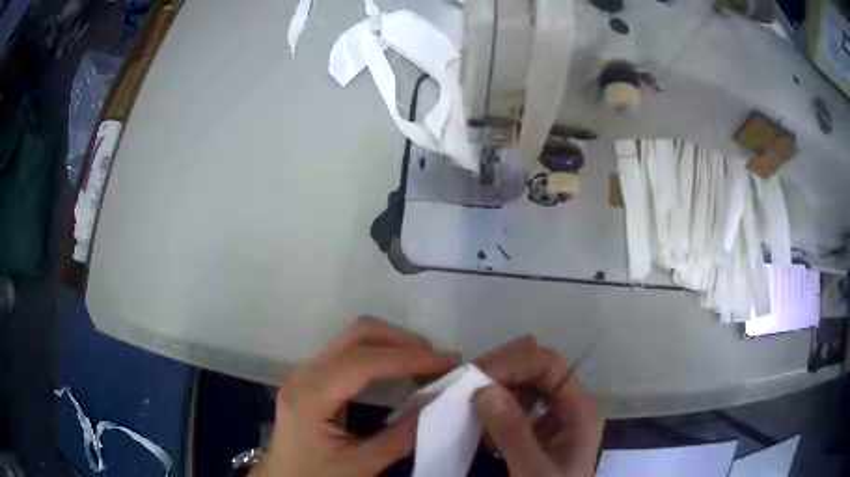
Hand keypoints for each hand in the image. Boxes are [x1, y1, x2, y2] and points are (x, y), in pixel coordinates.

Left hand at [250, 317, 456, 476]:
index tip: (447, 363)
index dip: (408, 358)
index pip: (363, 362)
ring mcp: (307, 372)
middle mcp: (305, 374)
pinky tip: (401, 371)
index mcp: (310, 396)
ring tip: (427, 365)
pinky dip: (382, 355)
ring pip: (354, 339)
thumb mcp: (360, 466)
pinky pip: (351, 353)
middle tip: (439, 362)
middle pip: (357, 335)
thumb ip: (400, 438)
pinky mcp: (314, 378)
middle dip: (403, 342)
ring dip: (394, 345)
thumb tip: (439, 406)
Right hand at [473, 336, 603, 476]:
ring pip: (520, 382)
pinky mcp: (535, 427)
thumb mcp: (533, 474)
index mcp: (579, 409)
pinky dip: (490, 405)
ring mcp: (551, 415)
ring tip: (463, 400)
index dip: (512, 363)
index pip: (547, 364)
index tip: (474, 377)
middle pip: (533, 367)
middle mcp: (568, 403)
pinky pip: (511, 402)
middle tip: (462, 387)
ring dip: (491, 386)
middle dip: (498, 371)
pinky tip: (475, 419)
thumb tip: (484, 389)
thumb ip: (514, 434)